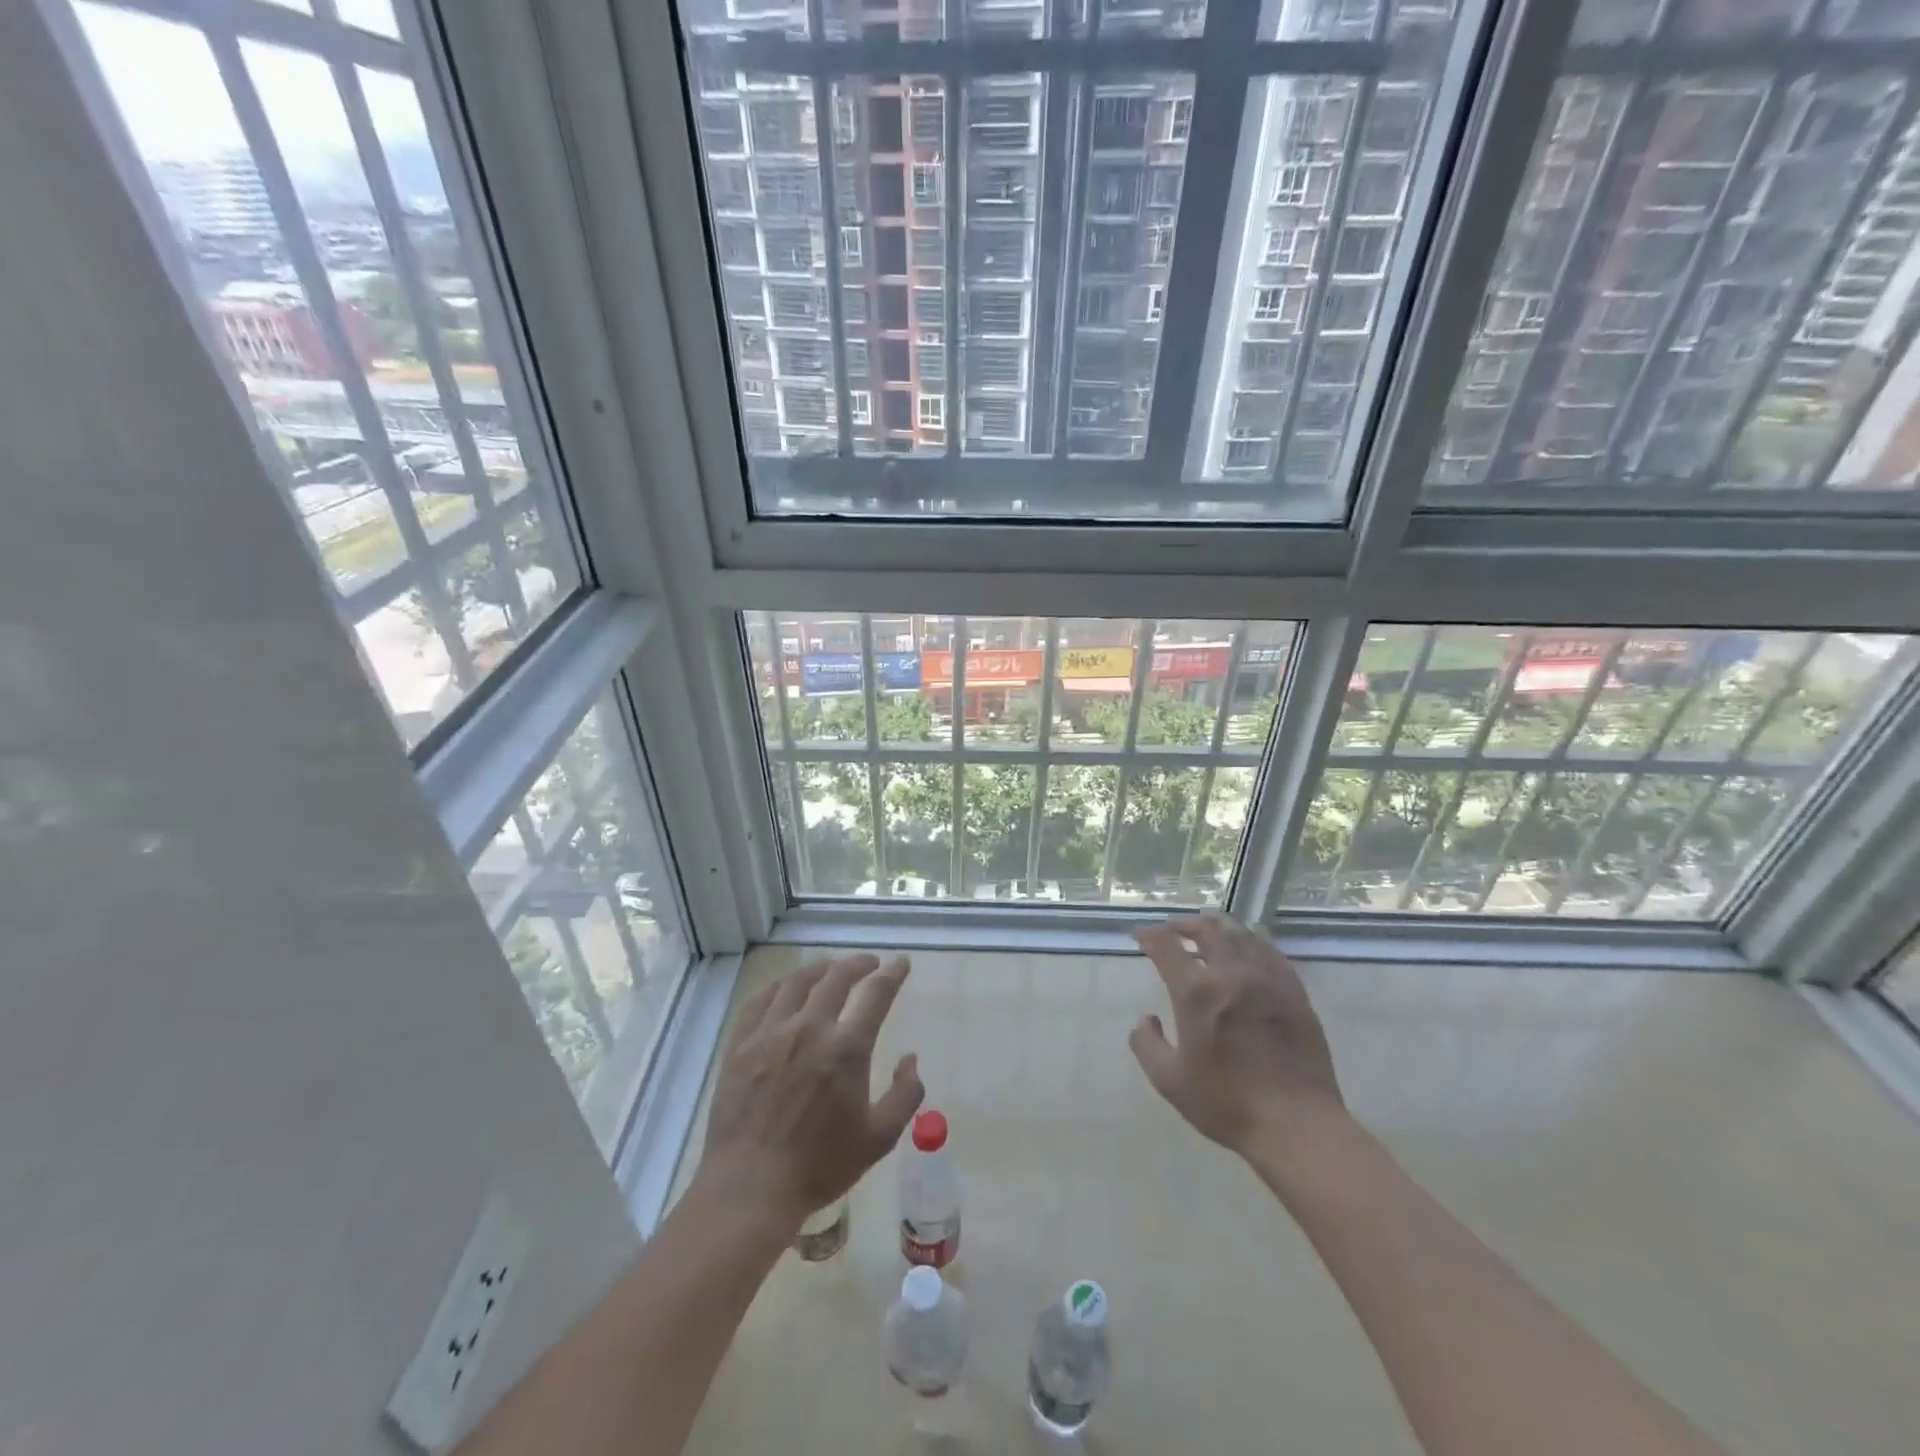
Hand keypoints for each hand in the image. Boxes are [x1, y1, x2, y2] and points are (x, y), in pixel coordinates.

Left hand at [700, 953, 923, 1229]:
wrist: (750, 1188)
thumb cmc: (820, 1167)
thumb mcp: (878, 1139)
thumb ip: (904, 1095)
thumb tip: (911, 1060)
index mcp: (847, 1049)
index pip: (876, 994)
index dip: (892, 974)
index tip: (900, 963)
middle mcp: (809, 1028)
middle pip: (836, 977)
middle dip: (858, 964)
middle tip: (868, 964)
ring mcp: (770, 1033)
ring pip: (797, 982)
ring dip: (820, 969)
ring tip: (830, 968)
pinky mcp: (740, 1045)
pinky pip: (760, 1000)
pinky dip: (779, 986)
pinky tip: (785, 989)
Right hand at [1129, 914, 1345, 1158]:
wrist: (1296, 1125)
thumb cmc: (1227, 1104)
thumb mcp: (1169, 1081)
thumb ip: (1147, 1044)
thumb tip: (1146, 1019)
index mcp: (1196, 992)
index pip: (1166, 945)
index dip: (1150, 935)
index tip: (1141, 937)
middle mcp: (1231, 974)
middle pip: (1206, 929)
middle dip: (1184, 924)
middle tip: (1173, 932)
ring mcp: (1267, 980)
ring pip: (1240, 934)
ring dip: (1218, 929)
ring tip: (1208, 935)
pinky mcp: (1294, 992)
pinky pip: (1271, 952)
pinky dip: (1252, 942)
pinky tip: (1248, 950)